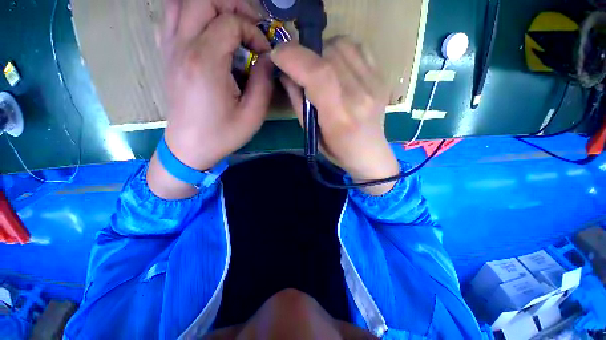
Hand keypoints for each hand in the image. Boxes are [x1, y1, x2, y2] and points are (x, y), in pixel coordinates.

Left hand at [148, 0, 273, 198]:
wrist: (190, 148)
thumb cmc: (223, 135)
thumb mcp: (253, 115)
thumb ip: (264, 82)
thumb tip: (267, 59)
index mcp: (205, 62)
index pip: (230, 22)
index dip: (254, 32)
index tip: (264, 54)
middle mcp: (183, 47)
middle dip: (233, 6)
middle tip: (251, 26)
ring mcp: (170, 49)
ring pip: (182, 3)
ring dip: (210, 7)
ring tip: (231, 25)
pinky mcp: (167, 55)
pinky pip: (171, 18)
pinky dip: (190, 15)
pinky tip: (207, 32)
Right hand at [271, 37, 399, 194]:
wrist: (369, 152)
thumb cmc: (336, 149)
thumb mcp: (311, 132)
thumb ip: (297, 100)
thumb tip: (285, 72)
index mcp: (339, 116)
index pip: (318, 75)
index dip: (294, 57)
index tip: (277, 55)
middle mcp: (359, 95)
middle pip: (329, 54)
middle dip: (305, 54)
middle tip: (298, 66)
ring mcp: (374, 83)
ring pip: (343, 45)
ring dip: (322, 50)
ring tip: (318, 67)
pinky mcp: (381, 77)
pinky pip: (358, 47)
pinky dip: (341, 50)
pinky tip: (336, 65)